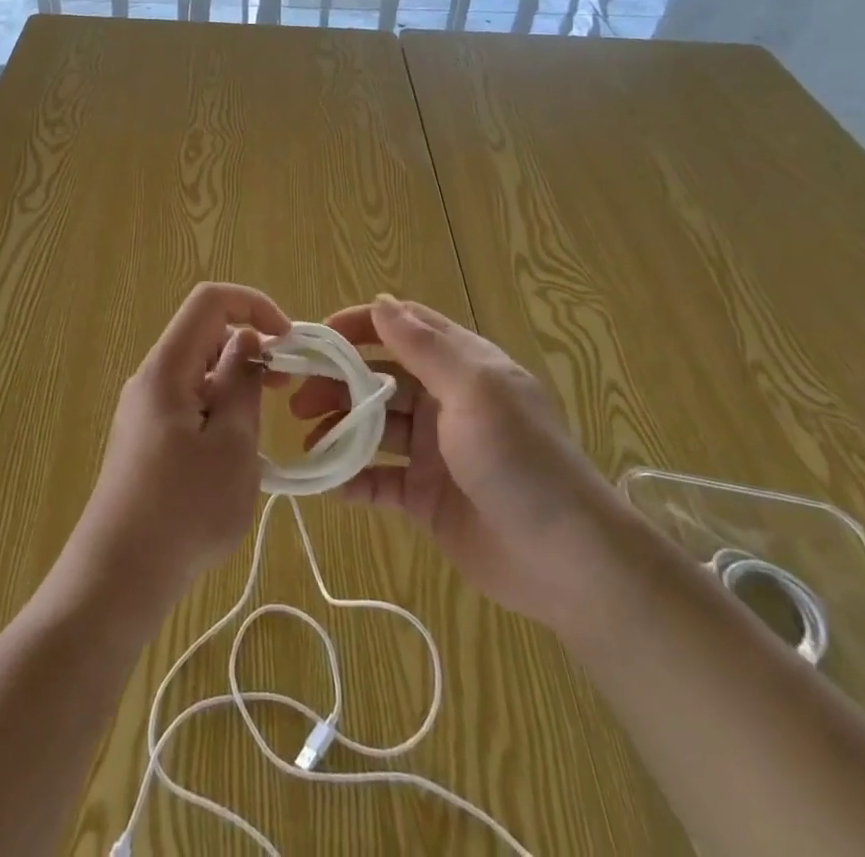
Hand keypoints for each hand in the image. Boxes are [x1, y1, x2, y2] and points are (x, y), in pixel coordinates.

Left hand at [63, 283, 290, 614]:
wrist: (118, 578)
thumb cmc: (184, 510)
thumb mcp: (232, 444)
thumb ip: (242, 383)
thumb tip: (246, 340)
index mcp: (167, 368)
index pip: (210, 302)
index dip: (254, 305)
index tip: (287, 342)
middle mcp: (151, 379)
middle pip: (204, 336)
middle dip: (249, 349)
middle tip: (283, 390)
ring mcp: (144, 410)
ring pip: (199, 374)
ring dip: (235, 387)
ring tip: (259, 433)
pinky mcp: (145, 440)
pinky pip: (188, 405)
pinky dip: (218, 413)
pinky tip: (233, 459)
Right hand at [293, 294, 622, 627]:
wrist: (568, 563)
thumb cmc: (519, 461)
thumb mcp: (474, 392)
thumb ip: (424, 348)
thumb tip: (380, 301)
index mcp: (463, 367)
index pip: (404, 328)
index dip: (359, 326)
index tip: (317, 337)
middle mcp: (445, 402)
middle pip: (379, 378)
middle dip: (337, 382)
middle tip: (296, 398)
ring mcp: (434, 452)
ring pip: (373, 428)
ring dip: (338, 429)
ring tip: (306, 440)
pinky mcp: (426, 498)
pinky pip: (379, 480)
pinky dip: (351, 479)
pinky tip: (325, 483)